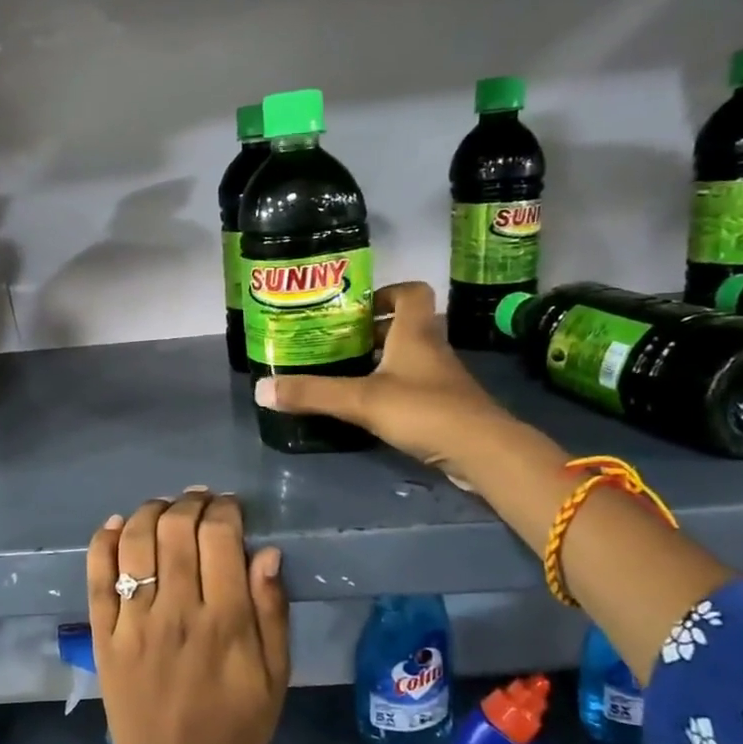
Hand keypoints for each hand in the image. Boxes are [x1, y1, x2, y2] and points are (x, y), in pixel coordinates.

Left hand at [85, 490, 289, 743]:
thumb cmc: (233, 730)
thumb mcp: (275, 679)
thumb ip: (272, 612)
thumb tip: (266, 552)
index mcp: (225, 623)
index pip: (220, 538)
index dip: (225, 510)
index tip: (230, 507)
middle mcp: (176, 612)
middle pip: (176, 531)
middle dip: (190, 503)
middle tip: (199, 500)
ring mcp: (134, 622)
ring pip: (136, 543)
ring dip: (150, 512)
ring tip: (164, 507)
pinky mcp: (103, 634)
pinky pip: (97, 576)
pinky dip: (105, 542)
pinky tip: (118, 525)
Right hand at [254, 280, 505, 476]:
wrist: (482, 451)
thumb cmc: (423, 409)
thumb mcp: (360, 400)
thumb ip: (312, 393)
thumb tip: (260, 389)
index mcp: (415, 332)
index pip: (411, 292)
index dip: (386, 293)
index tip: (356, 309)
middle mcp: (431, 348)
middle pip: (405, 326)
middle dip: (373, 332)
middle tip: (338, 344)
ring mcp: (442, 379)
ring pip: (409, 359)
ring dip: (381, 363)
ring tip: (345, 375)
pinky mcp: (445, 407)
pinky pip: (414, 387)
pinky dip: (392, 391)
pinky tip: (369, 409)